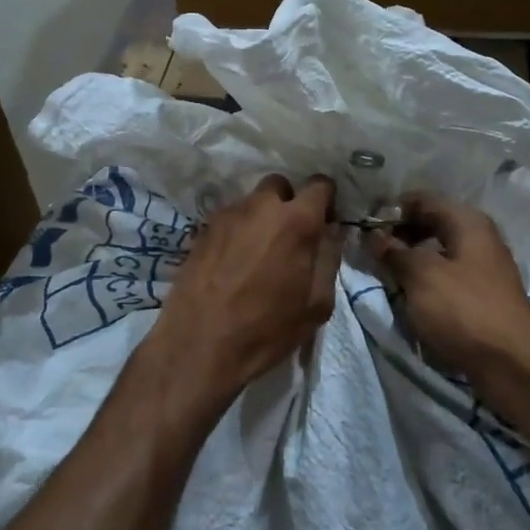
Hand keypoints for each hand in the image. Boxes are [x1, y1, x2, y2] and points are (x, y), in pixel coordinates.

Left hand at [153, 174, 342, 404]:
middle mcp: (260, 207)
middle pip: (280, 186)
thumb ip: (329, 258)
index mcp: (296, 221)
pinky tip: (233, 263)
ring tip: (258, 254)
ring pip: (251, 202)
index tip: (324, 222)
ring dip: (261, 218)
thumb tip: (331, 231)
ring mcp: (226, 216)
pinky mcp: (201, 230)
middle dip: (289, 203)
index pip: (320, 185)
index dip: (326, 200)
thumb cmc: (267, 329)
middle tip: (289, 237)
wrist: (199, 345)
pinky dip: (237, 232)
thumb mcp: (317, 304)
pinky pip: (229, 220)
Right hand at [367, 194, 529, 382]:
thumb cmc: (464, 310)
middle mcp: (478, 238)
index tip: (363, 224)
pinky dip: (424, 278)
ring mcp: (482, 268)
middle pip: (431, 223)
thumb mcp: (422, 276)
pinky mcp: (480, 295)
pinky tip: (406, 292)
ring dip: (410, 258)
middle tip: (369, 249)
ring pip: (437, 251)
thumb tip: (374, 236)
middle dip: (399, 233)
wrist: (512, 364)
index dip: (391, 209)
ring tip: (382, 270)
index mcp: (468, 222)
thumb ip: (395, 252)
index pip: (422, 200)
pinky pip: (445, 275)